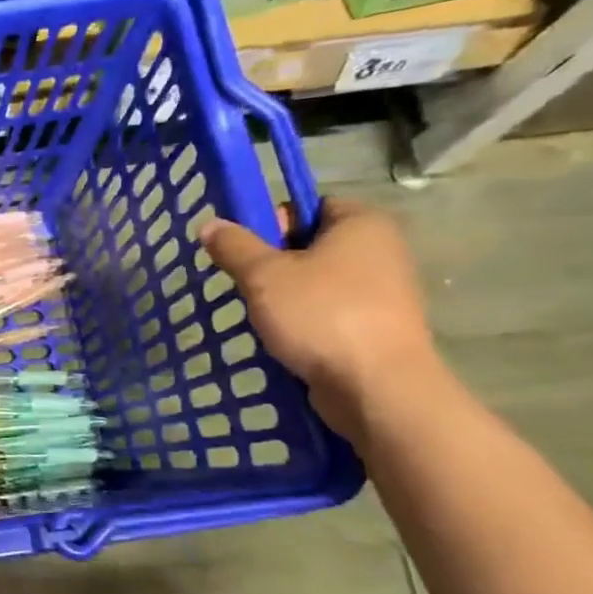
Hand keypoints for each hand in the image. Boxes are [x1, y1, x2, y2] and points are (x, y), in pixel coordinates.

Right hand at [200, 198, 438, 438]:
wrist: (376, 387)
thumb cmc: (321, 315)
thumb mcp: (264, 276)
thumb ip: (234, 247)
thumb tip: (209, 223)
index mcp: (361, 223)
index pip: (308, 206)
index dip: (272, 223)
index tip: (247, 251)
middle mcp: (380, 250)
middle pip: (310, 245)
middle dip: (273, 265)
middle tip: (247, 286)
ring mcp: (383, 292)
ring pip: (317, 283)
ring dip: (285, 297)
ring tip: (261, 317)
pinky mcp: (377, 328)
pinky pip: (329, 313)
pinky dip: (305, 322)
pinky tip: (284, 340)